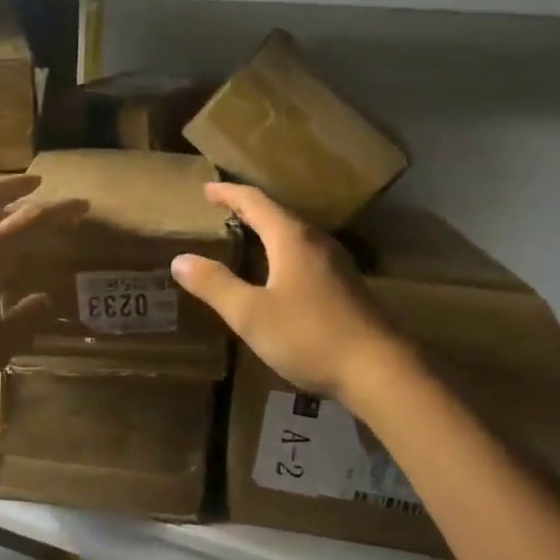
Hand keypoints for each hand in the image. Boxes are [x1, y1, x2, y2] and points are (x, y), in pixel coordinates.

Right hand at [171, 182, 411, 404]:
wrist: (380, 370)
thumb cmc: (309, 336)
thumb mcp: (251, 314)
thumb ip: (215, 285)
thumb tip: (180, 259)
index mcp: (292, 239)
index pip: (255, 202)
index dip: (229, 194)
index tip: (207, 189)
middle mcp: (317, 242)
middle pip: (278, 215)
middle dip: (248, 209)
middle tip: (223, 209)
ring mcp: (337, 264)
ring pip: (295, 235)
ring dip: (269, 230)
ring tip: (247, 236)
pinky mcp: (347, 286)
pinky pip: (307, 255)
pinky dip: (284, 252)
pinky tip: (280, 274)